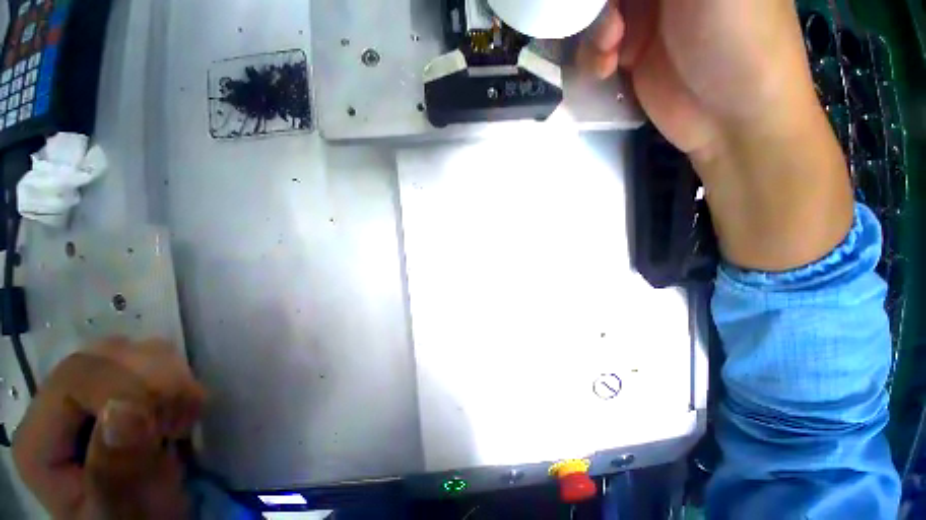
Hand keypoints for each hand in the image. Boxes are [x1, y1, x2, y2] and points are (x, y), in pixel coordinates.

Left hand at [12, 338, 205, 519]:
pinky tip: (179, 416)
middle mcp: (59, 399)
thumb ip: (115, 469)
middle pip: (110, 354)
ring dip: (176, 385)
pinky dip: (184, 384)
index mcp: (41, 436)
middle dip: (158, 386)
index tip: (162, 428)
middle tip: (172, 429)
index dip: (128, 390)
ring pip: (141, 349)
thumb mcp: (122, 511)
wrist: (148, 516)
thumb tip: (126, 409)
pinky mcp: (126, 383)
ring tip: (175, 426)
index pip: (78, 375)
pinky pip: (163, 359)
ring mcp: (93, 387)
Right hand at [579, 0, 853, 270]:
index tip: (616, 3)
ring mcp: (650, 16)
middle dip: (601, 4)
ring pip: (601, 9)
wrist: (731, 118)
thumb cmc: (736, 38)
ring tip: (609, 51)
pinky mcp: (633, 51)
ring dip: (595, 29)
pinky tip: (606, 68)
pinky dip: (594, 54)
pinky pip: (598, 42)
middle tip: (612, 27)